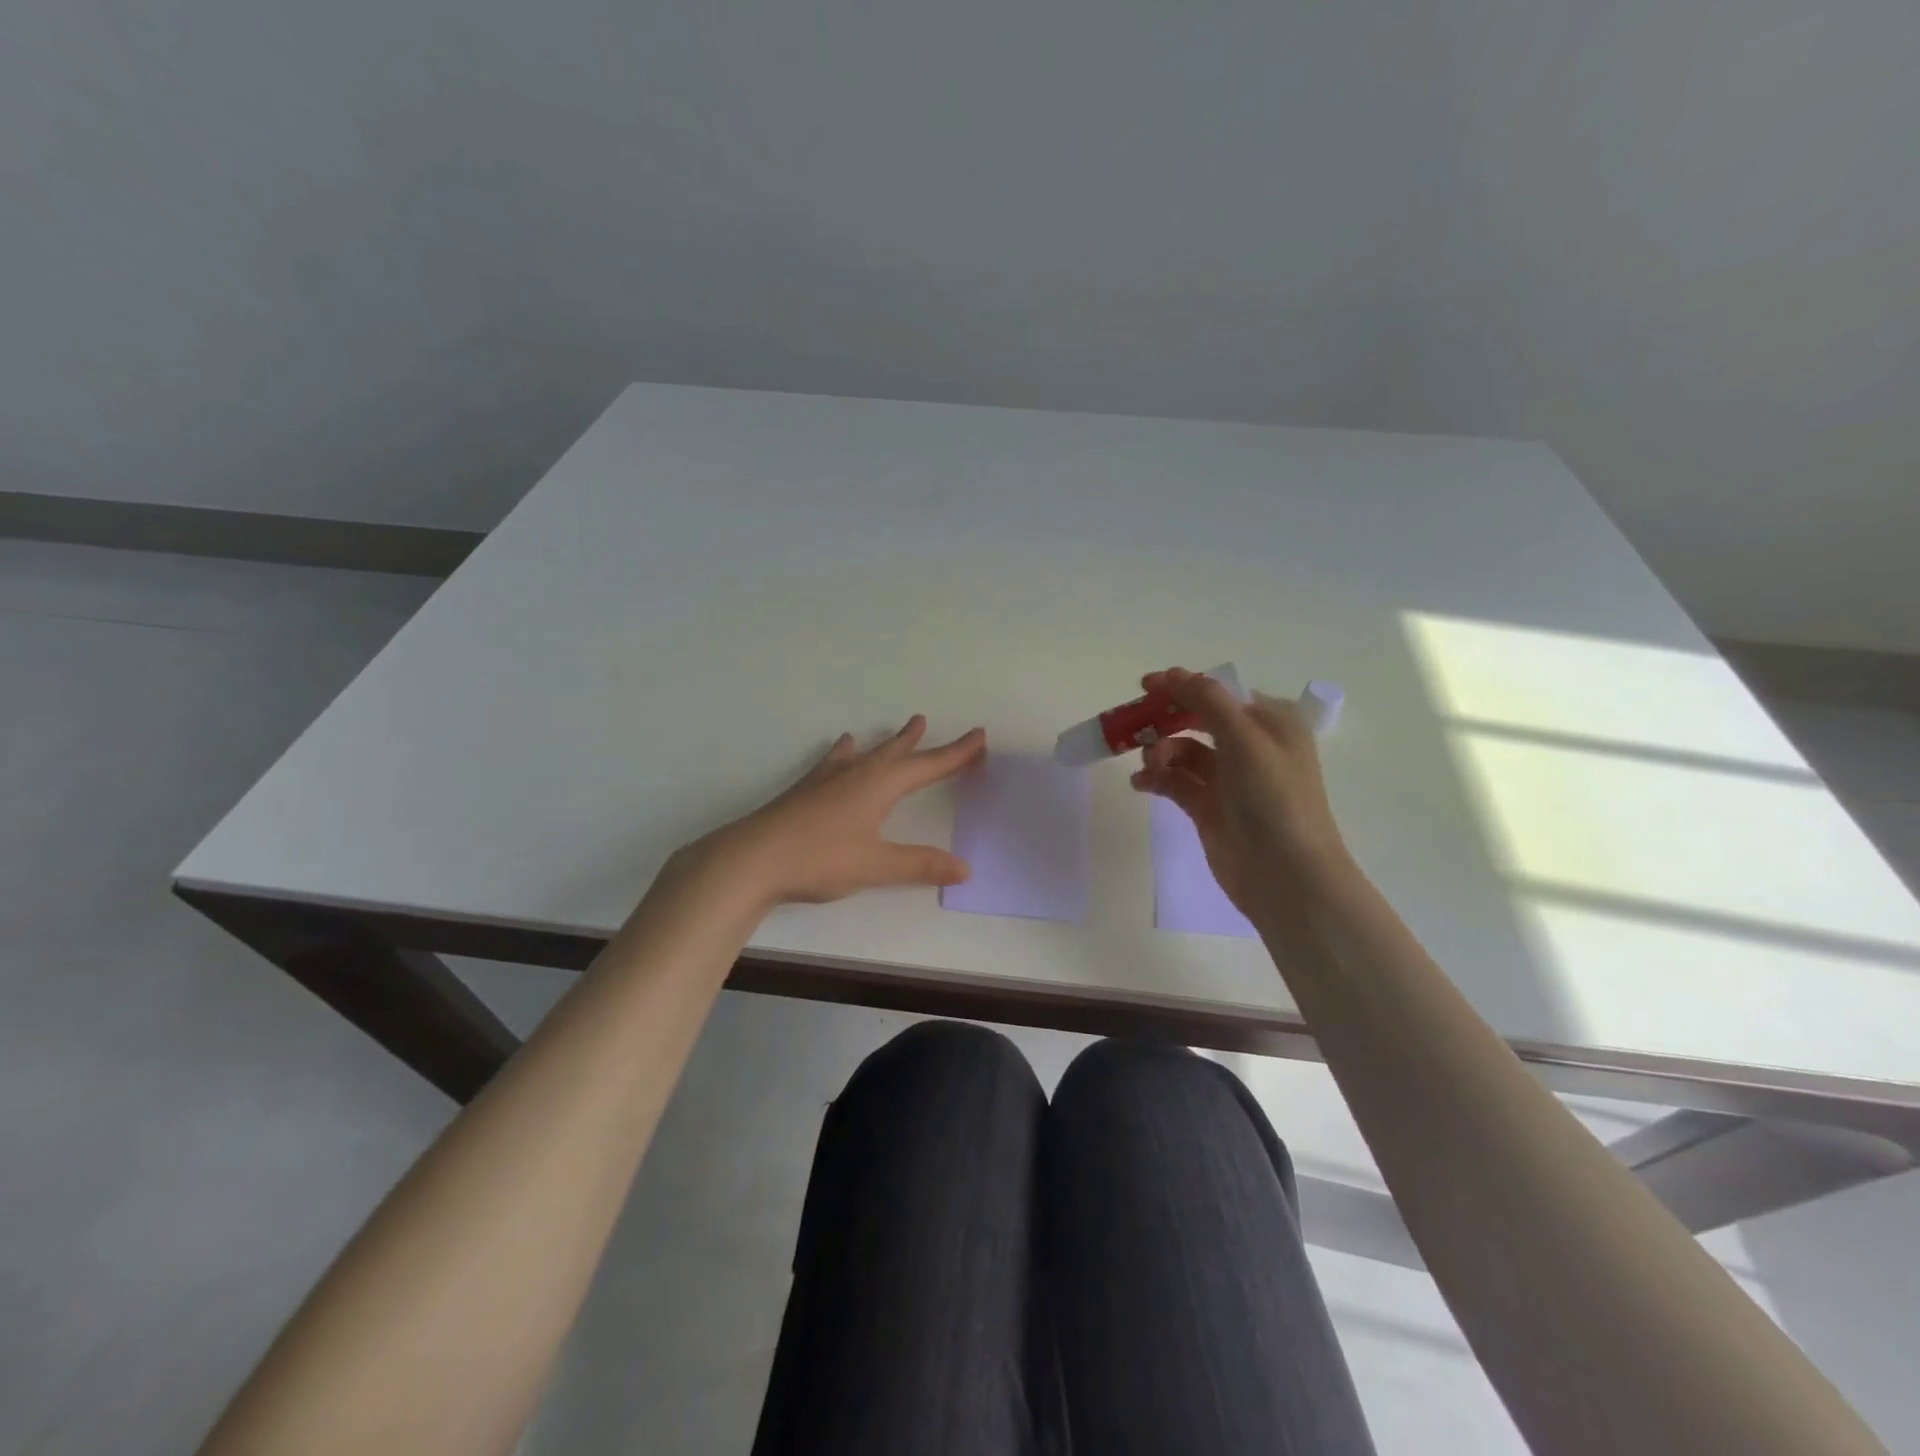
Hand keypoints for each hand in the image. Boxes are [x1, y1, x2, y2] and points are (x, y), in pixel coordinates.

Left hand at [683, 716, 986, 906]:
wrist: (751, 859)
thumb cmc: (819, 859)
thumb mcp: (876, 866)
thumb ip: (920, 865)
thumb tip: (965, 867)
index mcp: (880, 786)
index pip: (928, 766)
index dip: (956, 753)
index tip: (979, 736)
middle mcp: (857, 774)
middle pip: (898, 752)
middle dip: (922, 743)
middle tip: (935, 725)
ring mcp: (828, 779)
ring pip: (868, 753)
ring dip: (889, 742)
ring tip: (905, 727)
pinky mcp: (806, 791)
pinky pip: (837, 761)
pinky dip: (848, 752)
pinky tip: (843, 748)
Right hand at [1129, 666, 1352, 917]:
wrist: (1286, 875)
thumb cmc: (1273, 798)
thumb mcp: (1244, 738)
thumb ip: (1207, 700)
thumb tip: (1173, 674)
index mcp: (1269, 723)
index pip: (1219, 693)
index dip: (1183, 686)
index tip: (1144, 686)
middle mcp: (1250, 746)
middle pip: (1197, 719)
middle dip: (1165, 720)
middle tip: (1133, 725)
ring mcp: (1229, 779)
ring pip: (1183, 751)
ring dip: (1160, 752)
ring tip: (1149, 767)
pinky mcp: (1209, 808)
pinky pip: (1175, 782)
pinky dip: (1156, 779)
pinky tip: (1140, 784)